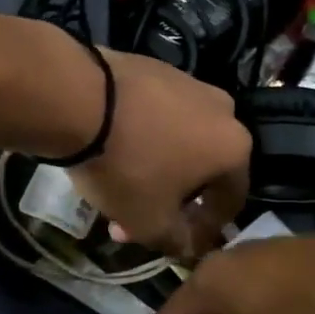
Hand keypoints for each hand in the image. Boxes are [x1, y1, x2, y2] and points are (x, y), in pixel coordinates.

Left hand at [70, 49, 249, 259]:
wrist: (80, 99)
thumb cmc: (127, 168)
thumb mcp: (151, 222)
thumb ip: (178, 241)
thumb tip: (188, 245)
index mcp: (234, 148)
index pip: (230, 201)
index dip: (204, 230)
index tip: (177, 244)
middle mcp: (223, 110)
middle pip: (201, 170)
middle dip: (170, 202)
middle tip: (136, 222)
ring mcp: (188, 83)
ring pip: (177, 141)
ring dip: (154, 171)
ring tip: (117, 191)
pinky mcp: (155, 68)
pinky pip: (156, 115)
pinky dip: (141, 138)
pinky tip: (111, 152)